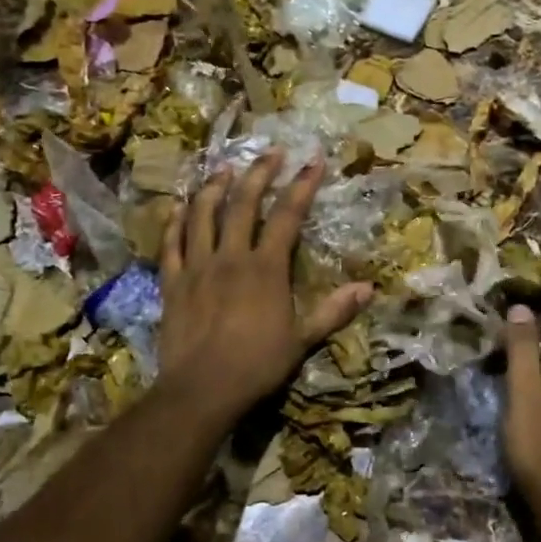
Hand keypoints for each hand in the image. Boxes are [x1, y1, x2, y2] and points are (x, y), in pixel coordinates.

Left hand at [157, 150, 371, 422]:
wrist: (202, 390)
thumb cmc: (257, 365)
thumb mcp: (302, 340)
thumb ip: (333, 311)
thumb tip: (368, 288)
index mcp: (265, 268)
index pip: (287, 216)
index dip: (301, 185)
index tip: (313, 160)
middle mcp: (230, 257)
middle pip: (243, 204)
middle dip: (258, 173)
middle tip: (270, 151)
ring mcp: (197, 266)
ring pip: (203, 215)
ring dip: (214, 187)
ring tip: (224, 168)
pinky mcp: (172, 281)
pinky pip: (171, 243)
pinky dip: (176, 221)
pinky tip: (180, 206)